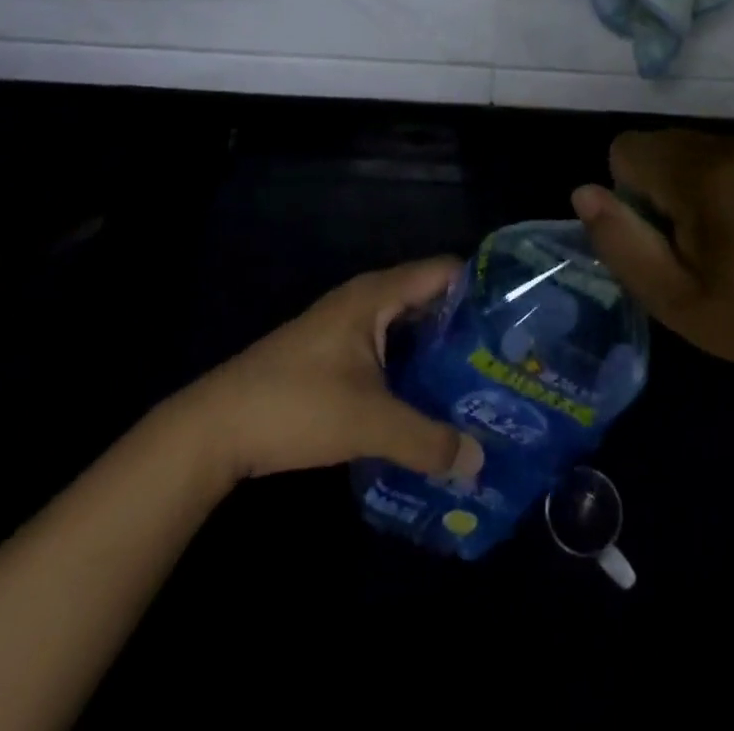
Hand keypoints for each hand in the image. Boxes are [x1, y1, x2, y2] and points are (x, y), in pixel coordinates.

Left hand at [178, 258, 485, 486]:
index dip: (483, 288)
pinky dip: (414, 366)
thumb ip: (427, 439)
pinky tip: (434, 401)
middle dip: (468, 327)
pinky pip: (390, 348)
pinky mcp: (337, 354)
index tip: (519, 318)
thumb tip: (479, 461)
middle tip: (510, 358)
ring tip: (484, 382)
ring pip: (409, 328)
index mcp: (377, 294)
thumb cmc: (296, 405)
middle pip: (431, 299)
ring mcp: (349, 326)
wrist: (214, 429)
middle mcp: (366, 299)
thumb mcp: (368, 422)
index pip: (445, 271)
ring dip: (441, 351)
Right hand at [572, 131, 733, 386]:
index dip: (628, 196)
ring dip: (677, 183)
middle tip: (685, 244)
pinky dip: (704, 179)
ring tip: (712, 237)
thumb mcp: (672, 298)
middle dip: (652, 188)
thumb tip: (582, 192)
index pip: (625, 150)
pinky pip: (710, 152)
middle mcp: (728, 144)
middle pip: (652, 144)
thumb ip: (620, 242)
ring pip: (679, 146)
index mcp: (704, 175)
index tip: (660, 238)